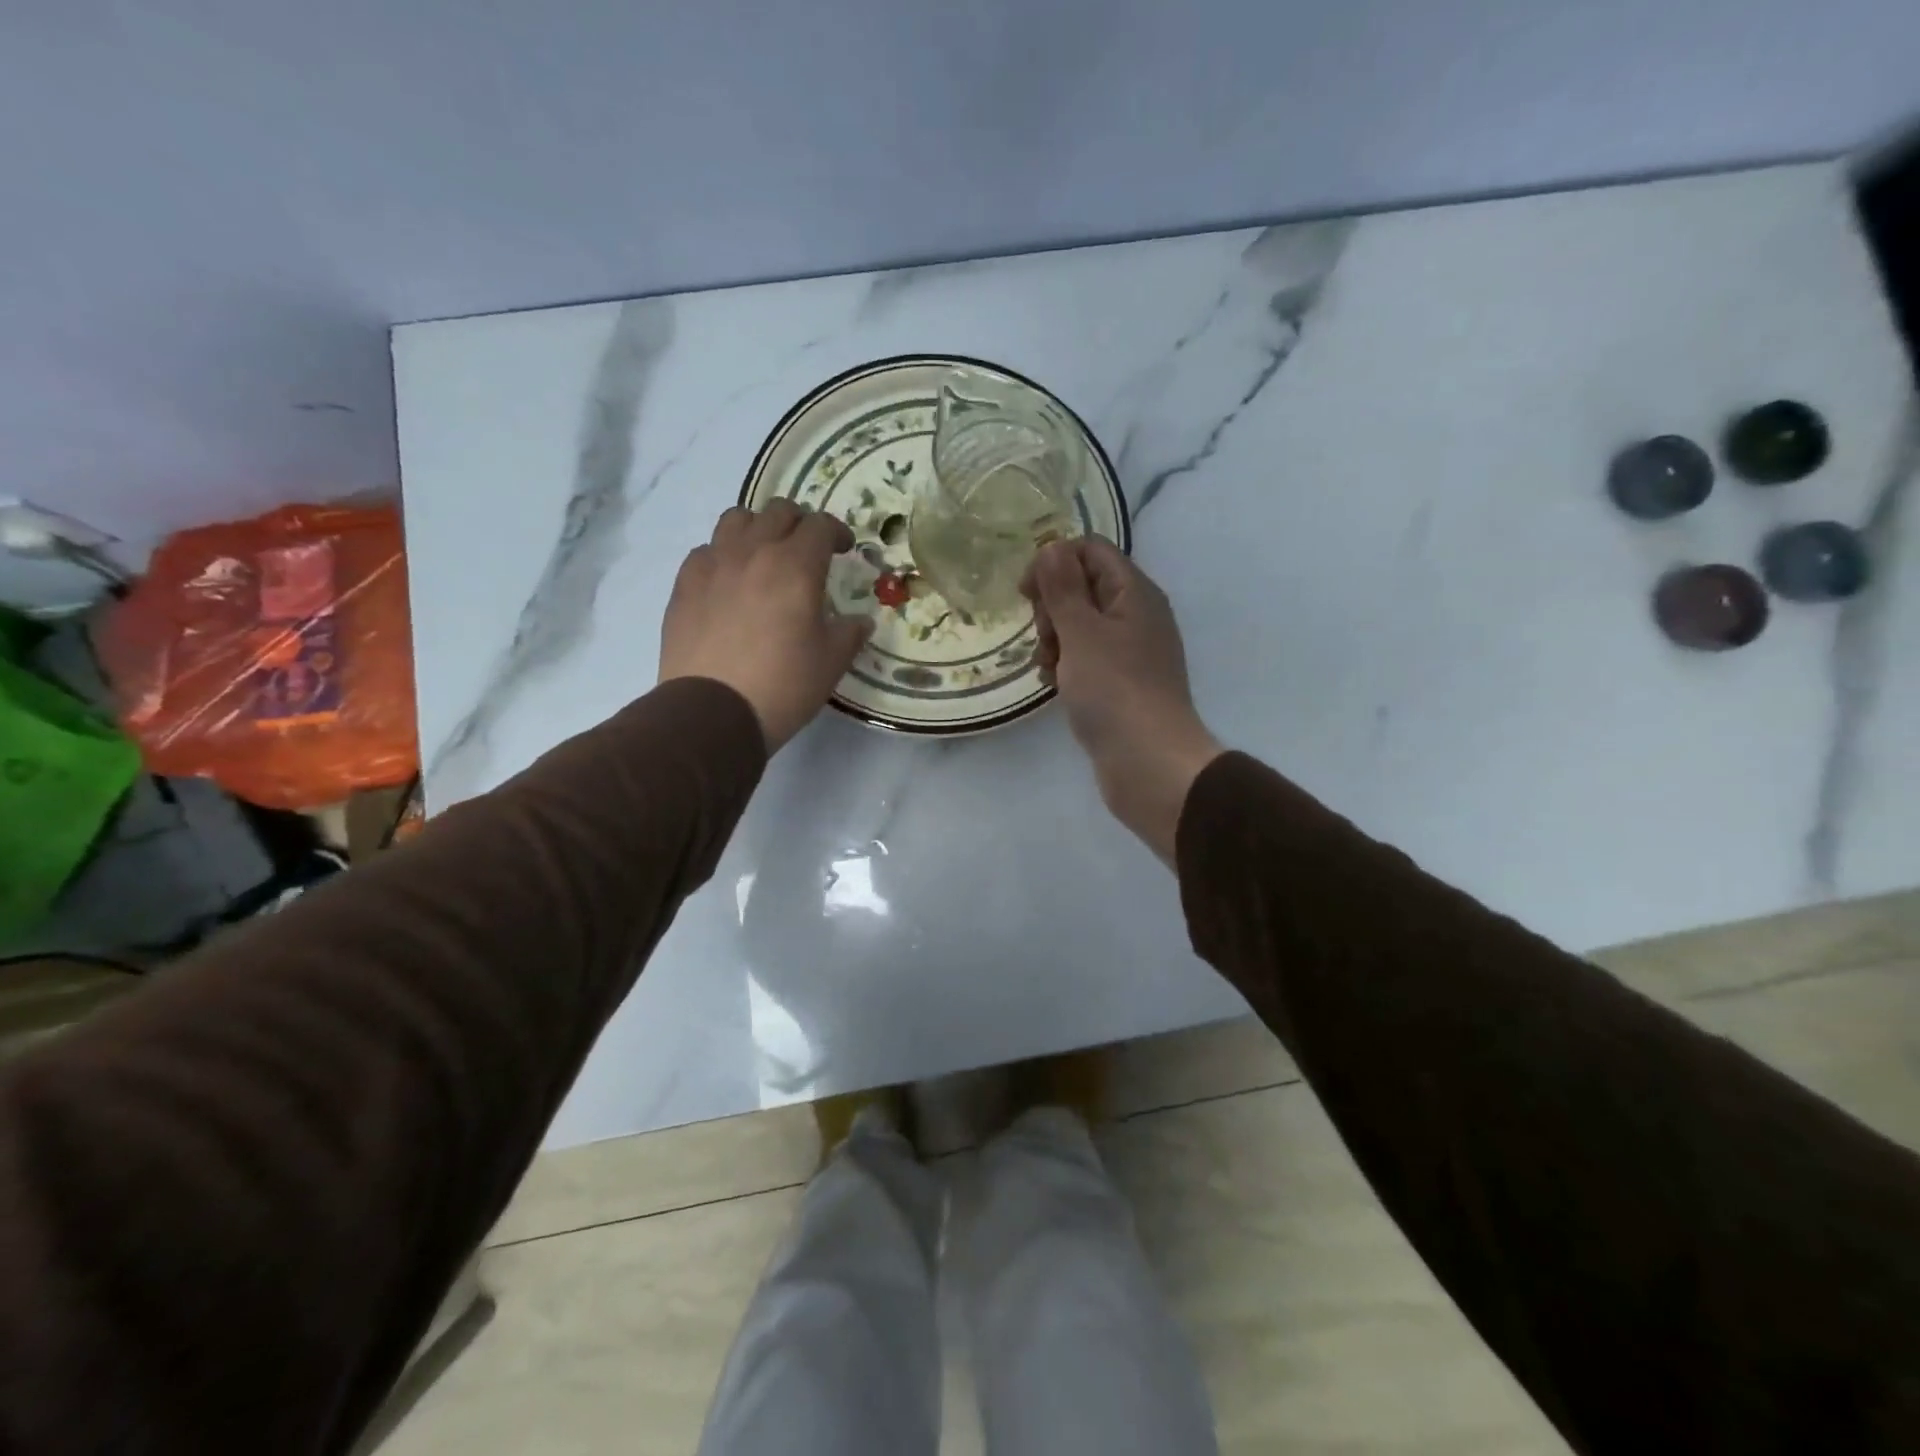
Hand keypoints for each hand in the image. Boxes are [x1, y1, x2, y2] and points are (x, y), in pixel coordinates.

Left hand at [659, 501, 870, 751]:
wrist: (713, 712)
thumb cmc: (783, 685)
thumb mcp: (831, 662)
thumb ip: (850, 633)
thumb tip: (860, 621)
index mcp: (796, 566)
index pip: (820, 525)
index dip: (837, 532)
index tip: (844, 550)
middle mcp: (753, 552)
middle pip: (778, 511)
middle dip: (800, 523)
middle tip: (808, 550)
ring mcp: (713, 564)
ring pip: (736, 519)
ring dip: (758, 528)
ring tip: (765, 555)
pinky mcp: (684, 584)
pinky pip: (705, 550)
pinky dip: (723, 554)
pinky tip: (729, 582)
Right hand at [1023, 539, 1222, 862]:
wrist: (1148, 762)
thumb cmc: (1114, 690)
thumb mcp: (1082, 632)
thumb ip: (1063, 588)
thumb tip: (1052, 547)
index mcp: (1134, 593)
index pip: (1090, 550)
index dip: (1054, 562)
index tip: (1026, 592)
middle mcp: (1135, 615)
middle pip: (1083, 586)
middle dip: (1052, 606)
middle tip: (1045, 637)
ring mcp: (1129, 651)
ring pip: (1079, 625)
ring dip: (1054, 639)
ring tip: (1048, 668)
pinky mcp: (1119, 682)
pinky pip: (1085, 658)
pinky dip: (1065, 665)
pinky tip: (1053, 685)